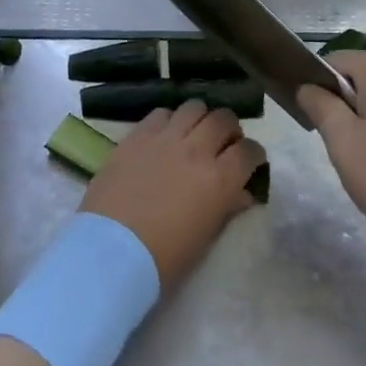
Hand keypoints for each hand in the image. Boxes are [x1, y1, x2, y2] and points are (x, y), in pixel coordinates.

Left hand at [81, 101, 266, 287]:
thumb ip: (227, 208)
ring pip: (194, 107)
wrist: (111, 251)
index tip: (251, 161)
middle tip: (225, 143)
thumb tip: (242, 193)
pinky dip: (170, 120)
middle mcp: (196, 150)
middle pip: (223, 119)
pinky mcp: (137, 135)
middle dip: (230, 129)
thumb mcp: (205, 238)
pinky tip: (165, 135)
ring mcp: (165, 138)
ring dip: (201, 118)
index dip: (254, 154)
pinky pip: (161, 113)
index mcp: (219, 180)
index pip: (249, 152)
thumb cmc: (163, 258)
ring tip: (195, 132)